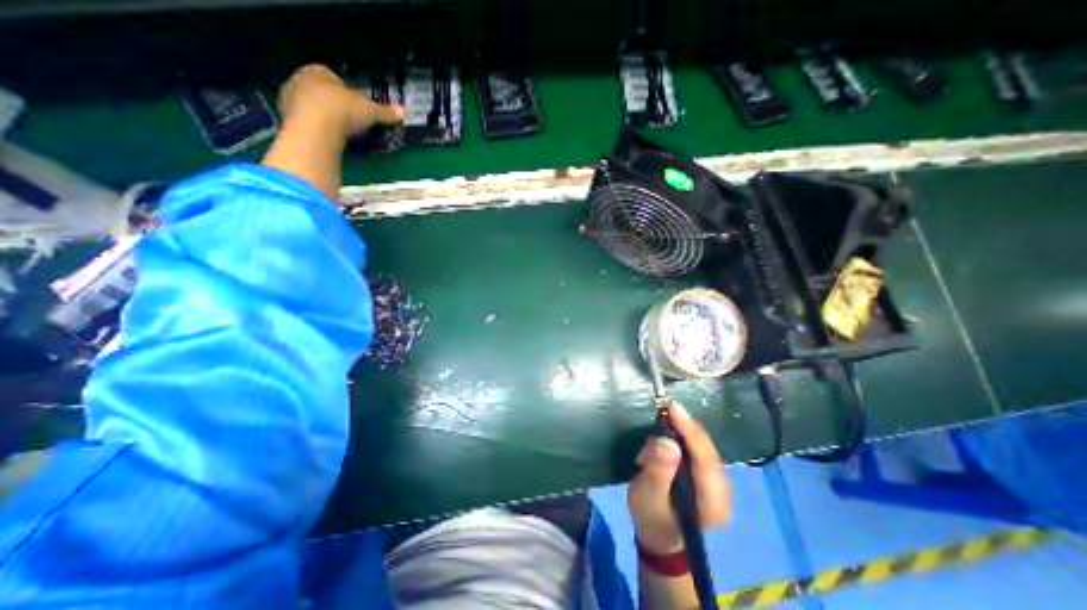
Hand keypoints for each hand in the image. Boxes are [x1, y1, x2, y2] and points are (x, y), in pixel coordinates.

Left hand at [277, 64, 403, 134]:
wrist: (316, 128)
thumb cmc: (343, 110)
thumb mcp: (370, 111)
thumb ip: (385, 112)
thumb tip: (403, 112)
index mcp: (319, 71)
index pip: (331, 77)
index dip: (344, 90)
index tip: (354, 104)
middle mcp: (300, 80)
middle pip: (318, 90)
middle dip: (331, 103)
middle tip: (347, 119)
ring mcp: (289, 99)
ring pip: (309, 105)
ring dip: (322, 116)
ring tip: (339, 132)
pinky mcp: (286, 119)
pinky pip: (304, 123)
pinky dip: (315, 130)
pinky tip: (327, 139)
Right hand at [629, 403, 730, 554]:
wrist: (660, 536)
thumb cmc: (652, 519)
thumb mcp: (647, 497)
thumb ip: (657, 471)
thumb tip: (667, 442)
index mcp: (712, 500)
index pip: (705, 457)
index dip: (689, 429)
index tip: (671, 406)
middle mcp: (723, 488)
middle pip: (705, 447)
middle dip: (681, 428)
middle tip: (658, 414)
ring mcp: (718, 480)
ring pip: (701, 444)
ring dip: (678, 433)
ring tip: (656, 435)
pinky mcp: (709, 473)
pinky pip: (696, 447)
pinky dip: (680, 438)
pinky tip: (665, 440)